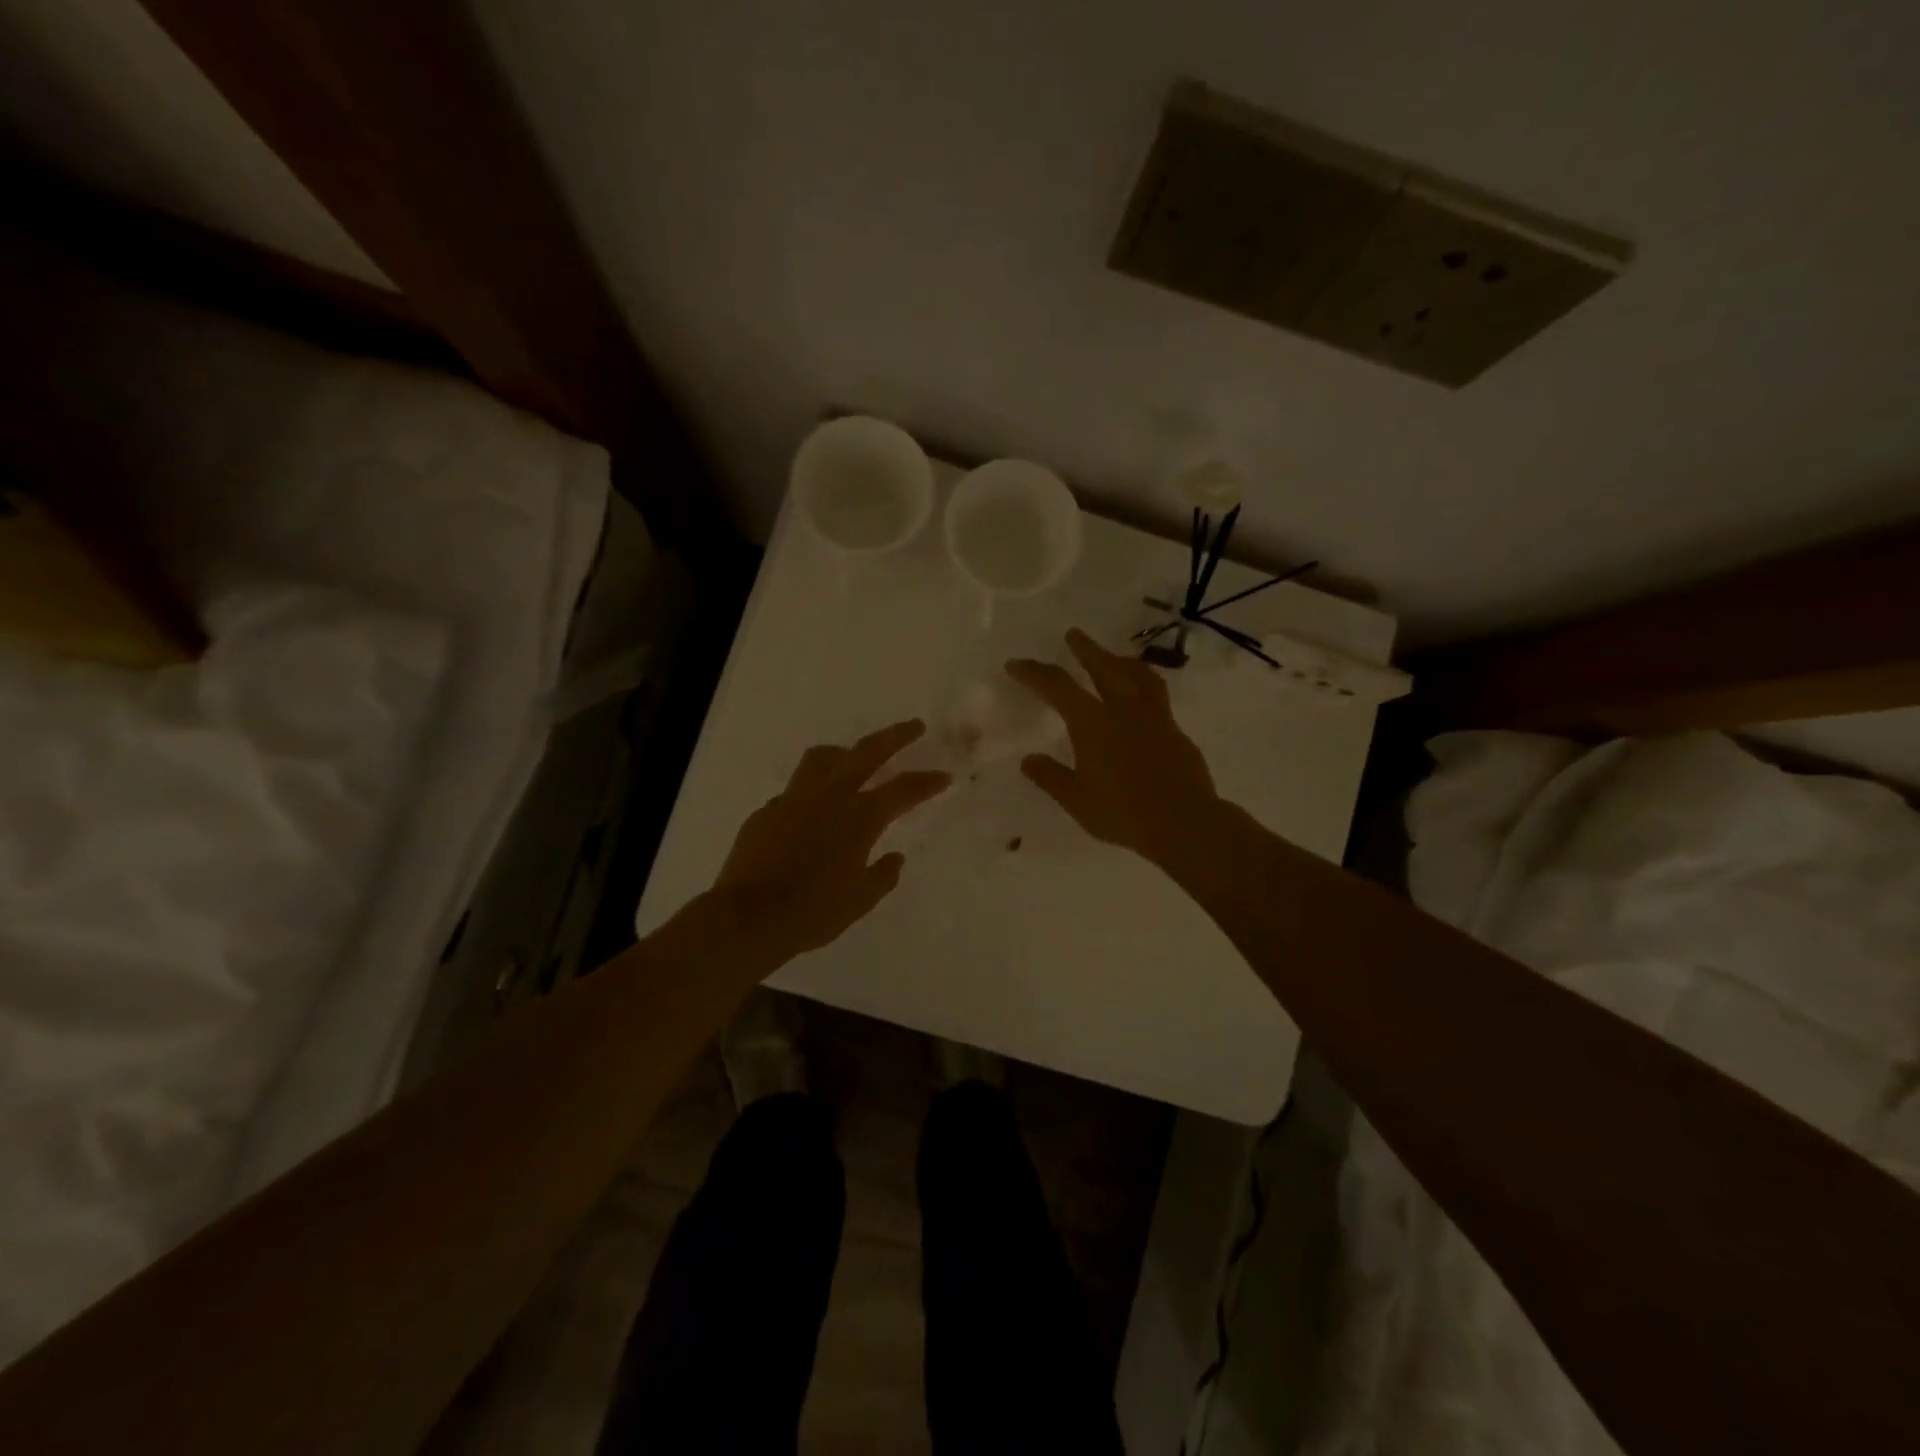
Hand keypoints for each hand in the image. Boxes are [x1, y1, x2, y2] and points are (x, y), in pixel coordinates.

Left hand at [710, 719, 949, 968]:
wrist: (746, 918)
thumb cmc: (812, 913)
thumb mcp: (859, 901)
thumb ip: (882, 875)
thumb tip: (895, 858)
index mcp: (859, 818)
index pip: (903, 790)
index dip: (927, 782)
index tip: (944, 776)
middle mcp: (829, 797)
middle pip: (867, 752)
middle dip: (895, 736)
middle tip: (914, 726)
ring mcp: (793, 799)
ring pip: (823, 758)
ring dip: (845, 752)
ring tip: (854, 758)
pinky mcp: (766, 811)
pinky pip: (795, 790)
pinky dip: (812, 791)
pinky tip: (812, 813)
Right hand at [1006, 629, 1221, 871]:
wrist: (1185, 823)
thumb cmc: (1123, 813)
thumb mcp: (1076, 800)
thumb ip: (1051, 777)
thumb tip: (1029, 760)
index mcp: (1093, 723)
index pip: (1057, 687)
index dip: (1034, 673)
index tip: (1016, 664)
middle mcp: (1124, 711)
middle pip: (1104, 667)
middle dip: (1085, 649)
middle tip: (1073, 634)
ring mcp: (1155, 719)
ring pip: (1138, 676)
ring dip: (1121, 661)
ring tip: (1115, 657)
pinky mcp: (1177, 732)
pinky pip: (1157, 697)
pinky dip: (1144, 687)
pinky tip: (1143, 701)